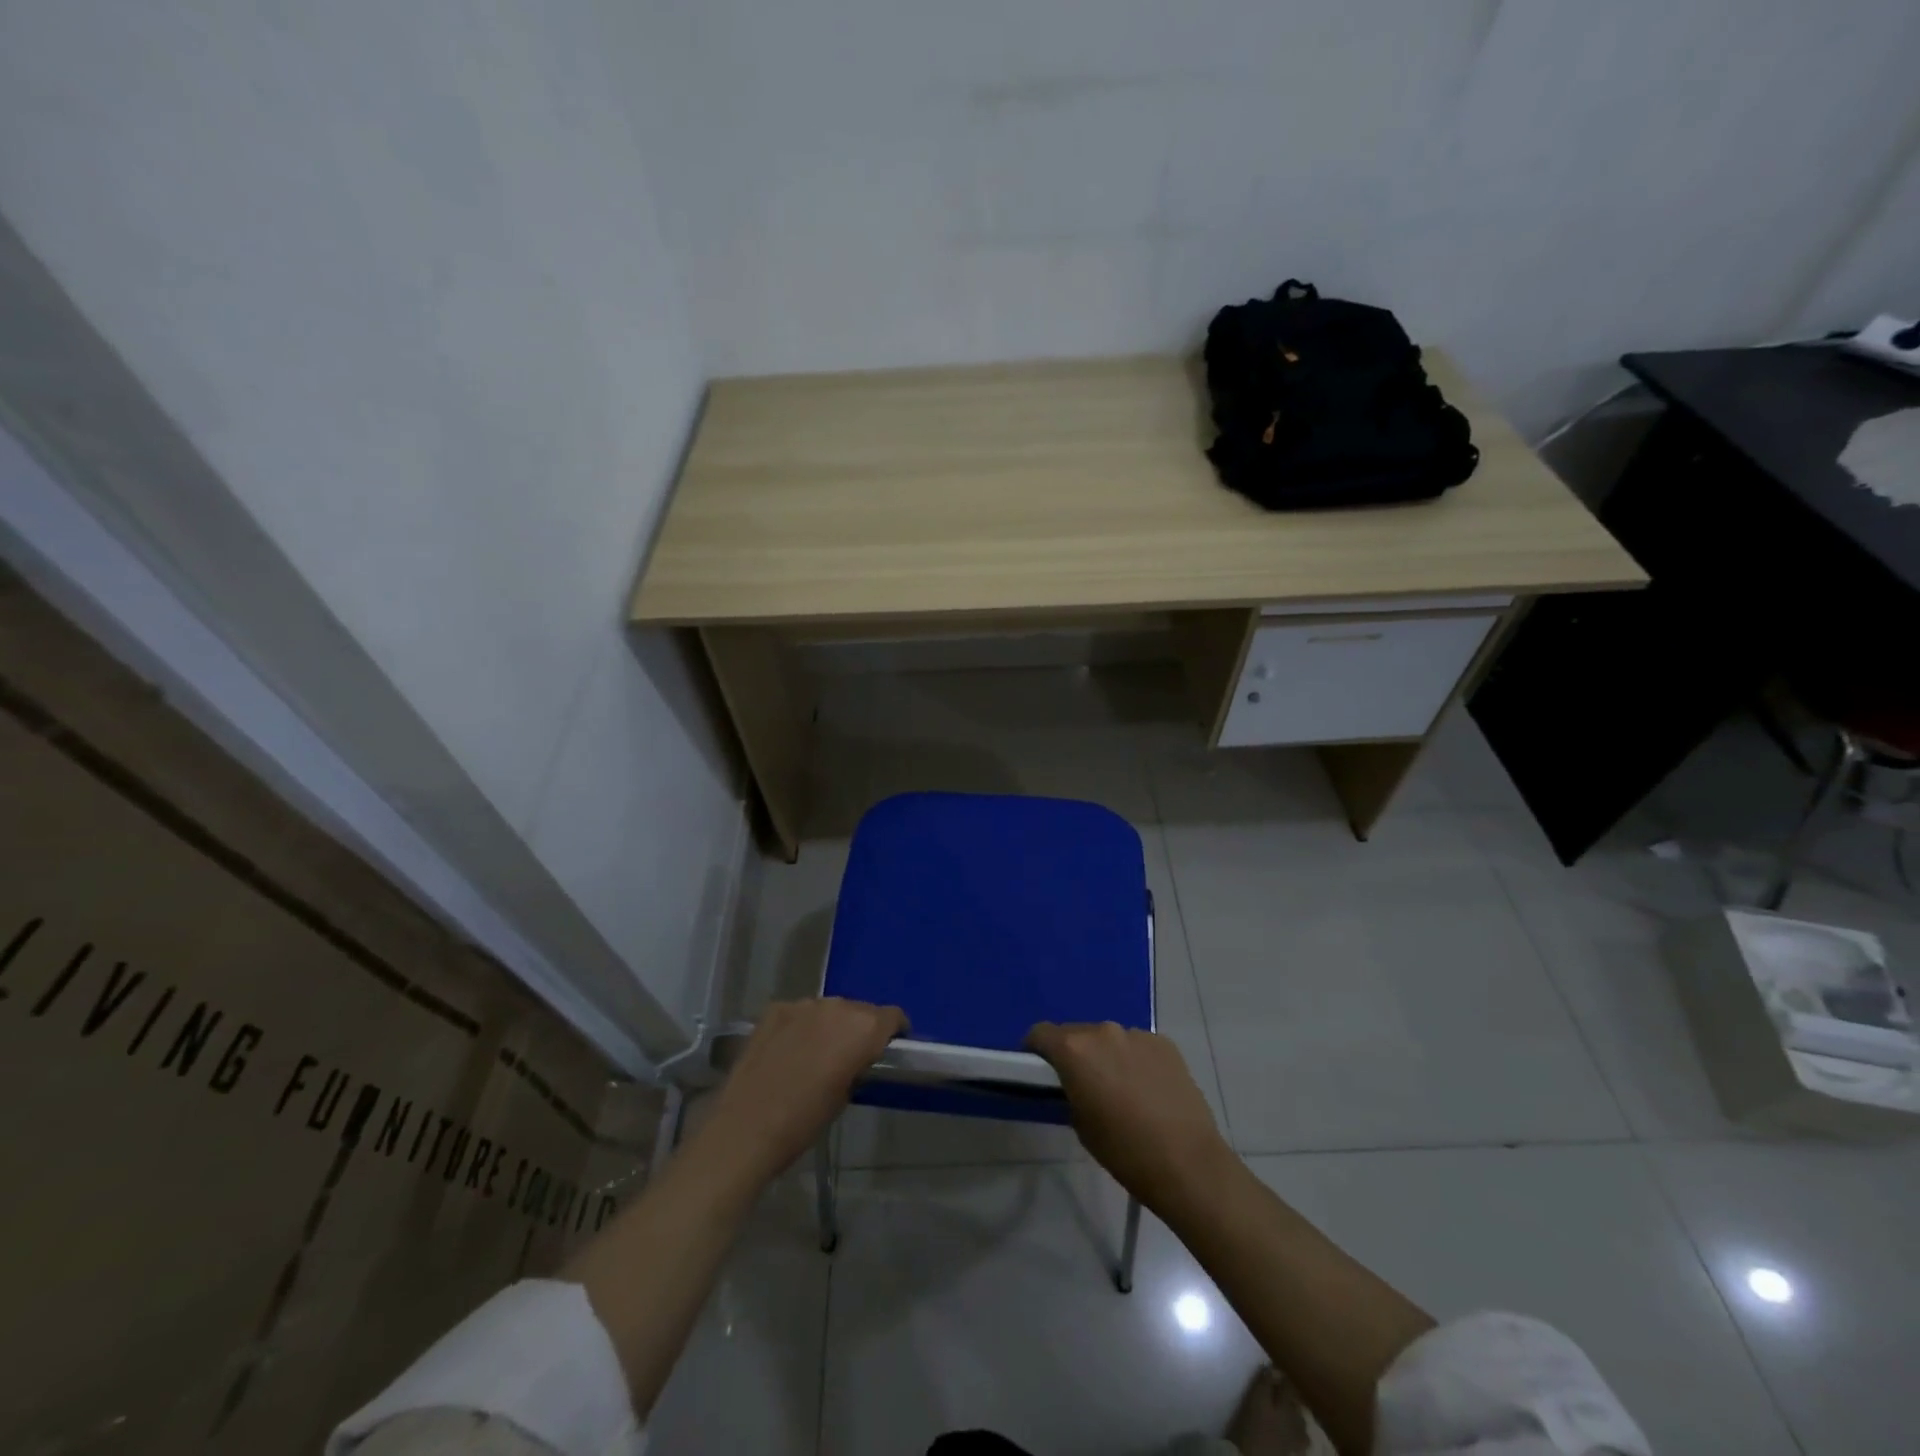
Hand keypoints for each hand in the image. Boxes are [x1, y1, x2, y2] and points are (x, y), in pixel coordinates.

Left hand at [702, 997, 906, 1181]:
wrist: (746, 1128)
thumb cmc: (804, 1121)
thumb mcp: (845, 1096)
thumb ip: (858, 1065)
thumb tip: (857, 1058)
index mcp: (863, 1028)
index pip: (893, 1016)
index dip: (894, 1031)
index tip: (889, 1047)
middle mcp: (837, 1006)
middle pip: (860, 1009)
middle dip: (860, 1028)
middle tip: (851, 1055)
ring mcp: (803, 1004)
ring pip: (828, 1009)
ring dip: (830, 1025)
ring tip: (817, 1053)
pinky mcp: (775, 1009)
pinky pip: (799, 1013)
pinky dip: (801, 1026)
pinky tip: (789, 1050)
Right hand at [1026, 1021, 1233, 1215]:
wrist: (1188, 1163)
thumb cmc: (1125, 1151)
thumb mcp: (1081, 1125)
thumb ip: (1070, 1091)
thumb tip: (1074, 1082)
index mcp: (1076, 1050)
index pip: (1041, 1033)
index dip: (1035, 1050)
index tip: (1040, 1071)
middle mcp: (1104, 1031)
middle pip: (1076, 1033)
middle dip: (1073, 1054)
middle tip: (1082, 1085)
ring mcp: (1137, 1034)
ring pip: (1109, 1039)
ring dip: (1106, 1056)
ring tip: (1120, 1090)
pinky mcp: (1165, 1043)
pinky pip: (1137, 1046)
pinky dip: (1134, 1060)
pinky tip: (1147, 1090)